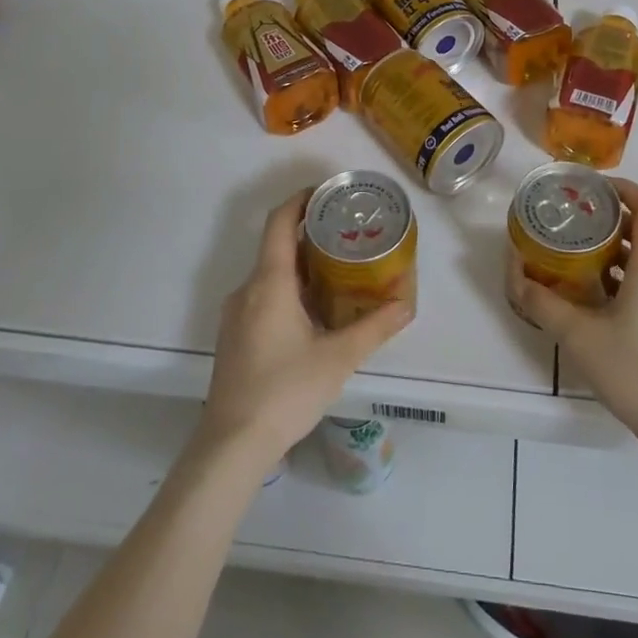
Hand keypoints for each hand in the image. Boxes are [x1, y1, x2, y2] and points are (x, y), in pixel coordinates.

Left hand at [200, 192, 412, 469]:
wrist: (232, 445)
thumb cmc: (285, 391)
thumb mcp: (338, 358)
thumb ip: (374, 328)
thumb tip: (406, 305)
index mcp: (269, 282)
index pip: (280, 222)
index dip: (301, 200)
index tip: (328, 193)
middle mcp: (247, 289)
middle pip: (277, 246)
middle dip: (311, 236)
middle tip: (348, 235)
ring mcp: (236, 314)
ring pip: (270, 274)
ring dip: (302, 266)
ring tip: (339, 271)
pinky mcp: (234, 336)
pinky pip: (263, 296)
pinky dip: (289, 289)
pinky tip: (314, 312)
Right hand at [507, 179, 637, 450]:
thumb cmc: (634, 371)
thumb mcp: (577, 336)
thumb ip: (542, 303)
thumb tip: (515, 275)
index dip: (623, 187)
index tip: (590, 187)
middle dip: (609, 215)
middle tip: (572, 217)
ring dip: (613, 245)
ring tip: (575, 251)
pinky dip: (621, 271)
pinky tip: (593, 292)